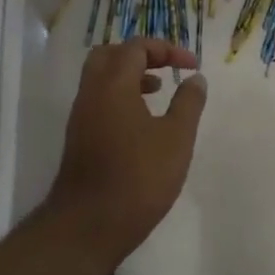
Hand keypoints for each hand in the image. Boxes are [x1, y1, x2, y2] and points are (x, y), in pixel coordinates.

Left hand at [46, 38, 207, 268]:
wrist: (87, 227)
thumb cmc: (138, 177)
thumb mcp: (176, 138)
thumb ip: (188, 103)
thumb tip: (195, 78)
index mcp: (113, 85)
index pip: (136, 47)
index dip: (167, 49)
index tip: (191, 66)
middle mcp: (91, 93)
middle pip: (110, 55)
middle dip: (140, 55)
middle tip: (165, 67)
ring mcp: (81, 117)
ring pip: (101, 79)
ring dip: (130, 77)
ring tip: (158, 92)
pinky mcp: (79, 139)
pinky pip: (98, 101)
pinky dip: (120, 97)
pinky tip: (142, 123)